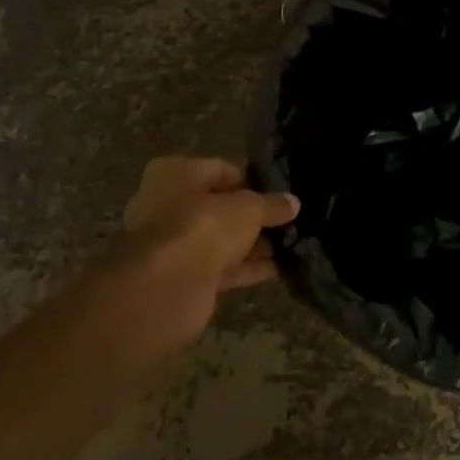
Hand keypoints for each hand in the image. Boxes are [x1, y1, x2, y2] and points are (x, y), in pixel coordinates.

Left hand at [89, 157, 298, 375]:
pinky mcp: (182, 277)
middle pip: (220, 207)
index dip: (253, 182)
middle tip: (288, 221)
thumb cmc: (203, 227)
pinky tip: (279, 268)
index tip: (281, 195)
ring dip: (253, 244)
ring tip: (291, 244)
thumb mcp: (248, 208)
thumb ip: (271, 204)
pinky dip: (246, 268)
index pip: (222, 170)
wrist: (165, 288)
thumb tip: (293, 202)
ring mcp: (173, 244)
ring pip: (221, 239)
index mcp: (175, 174)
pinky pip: (221, 267)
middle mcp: (167, 204)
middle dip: (253, 216)